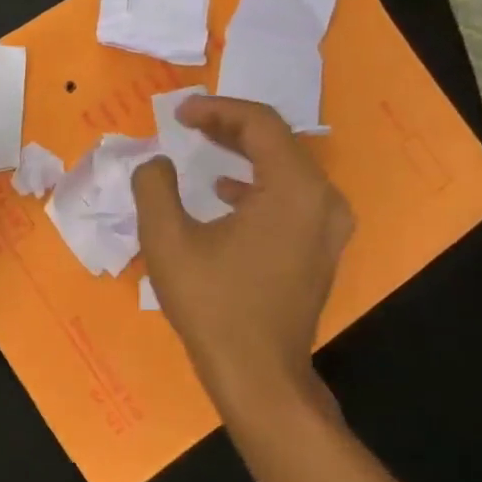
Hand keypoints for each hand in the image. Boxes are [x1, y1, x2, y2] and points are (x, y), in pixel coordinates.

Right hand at [132, 95, 353, 410]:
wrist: (256, 371)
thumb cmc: (211, 302)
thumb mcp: (166, 239)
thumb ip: (154, 186)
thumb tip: (156, 163)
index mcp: (294, 189)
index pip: (259, 124)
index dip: (216, 110)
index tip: (178, 114)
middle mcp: (323, 200)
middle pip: (278, 142)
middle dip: (229, 127)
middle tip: (188, 124)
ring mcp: (328, 228)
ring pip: (287, 169)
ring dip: (244, 153)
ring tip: (204, 148)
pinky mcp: (320, 249)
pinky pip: (293, 196)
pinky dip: (258, 183)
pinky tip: (225, 193)